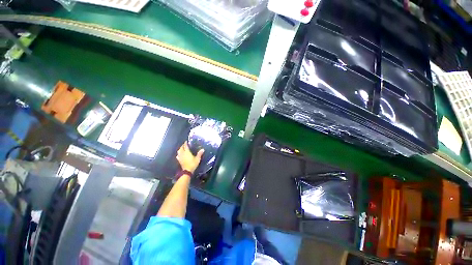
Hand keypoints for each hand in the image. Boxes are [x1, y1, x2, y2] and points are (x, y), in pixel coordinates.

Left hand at [176, 141, 203, 173]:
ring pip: (178, 151)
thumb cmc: (193, 164)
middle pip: (181, 148)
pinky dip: (178, 154)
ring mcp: (180, 157)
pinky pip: (178, 155)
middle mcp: (183, 154)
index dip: (185, 143)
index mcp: (187, 152)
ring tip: (182, 148)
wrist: (187, 171)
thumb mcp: (197, 159)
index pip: (185, 146)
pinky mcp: (179, 160)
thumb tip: (203, 149)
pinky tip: (179, 154)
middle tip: (184, 144)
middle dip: (182, 146)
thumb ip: (199, 154)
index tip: (186, 141)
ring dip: (180, 149)